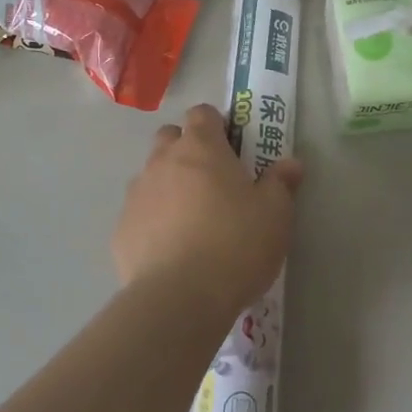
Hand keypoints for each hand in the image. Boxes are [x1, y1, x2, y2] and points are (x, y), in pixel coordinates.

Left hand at [113, 104, 302, 318]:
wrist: (179, 298)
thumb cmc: (236, 244)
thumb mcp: (275, 214)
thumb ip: (281, 183)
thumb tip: (291, 164)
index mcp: (201, 148)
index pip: (202, 113)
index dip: (217, 125)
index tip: (233, 148)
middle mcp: (163, 161)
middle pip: (170, 138)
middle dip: (188, 150)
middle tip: (213, 181)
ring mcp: (137, 195)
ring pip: (151, 175)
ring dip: (169, 185)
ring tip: (191, 220)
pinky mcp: (121, 230)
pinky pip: (139, 213)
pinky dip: (153, 221)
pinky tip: (171, 249)